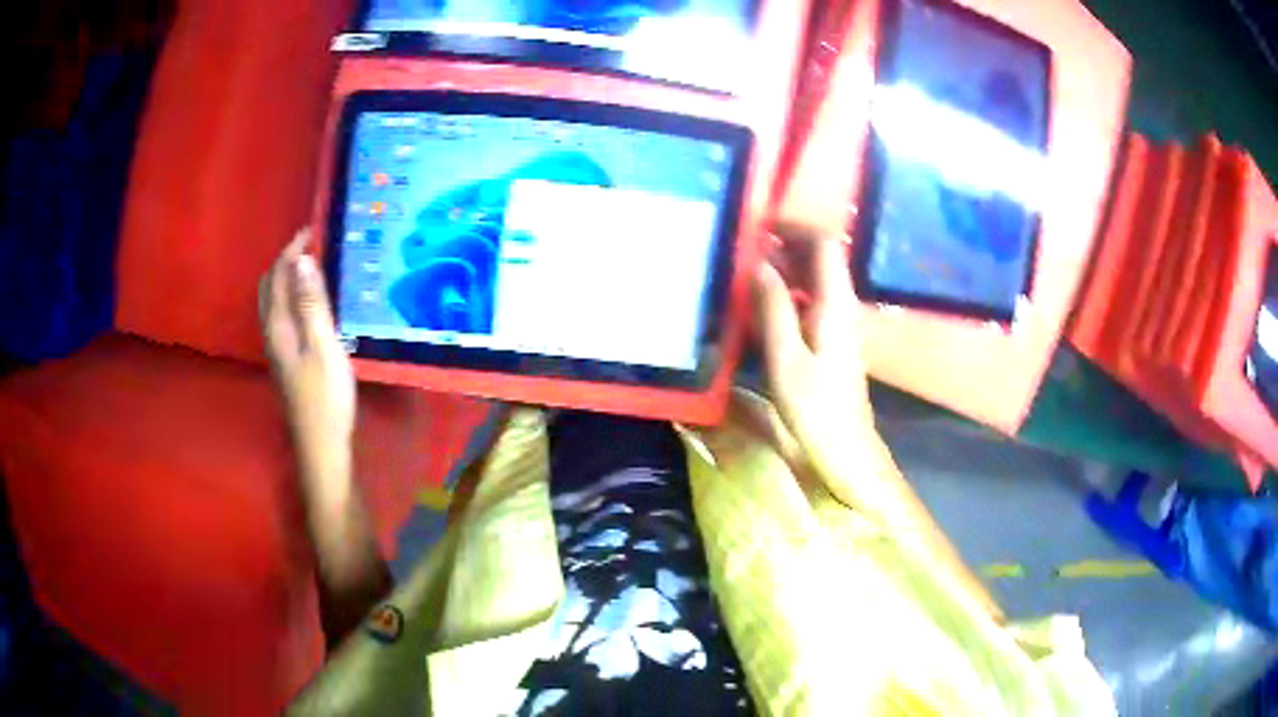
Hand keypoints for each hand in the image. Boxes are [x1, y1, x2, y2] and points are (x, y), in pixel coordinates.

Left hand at [259, 230, 355, 491]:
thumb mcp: (323, 346)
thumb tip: (302, 261)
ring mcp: (276, 347)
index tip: (312, 230)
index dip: (292, 250)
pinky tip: (308, 302)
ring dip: (286, 277)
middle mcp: (271, 332)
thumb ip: (311, 304)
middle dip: (285, 260)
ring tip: (309, 265)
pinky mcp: (285, 358)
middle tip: (310, 244)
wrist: (320, 444)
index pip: (279, 275)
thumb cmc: (326, 396)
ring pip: (273, 301)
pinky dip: (290, 296)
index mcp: (278, 326)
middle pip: (269, 286)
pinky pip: (281, 314)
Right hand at [753, 226, 874, 478]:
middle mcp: (841, 304)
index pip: (824, 244)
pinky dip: (786, 291)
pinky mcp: (831, 337)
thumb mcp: (786, 358)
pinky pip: (810, 299)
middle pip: (820, 257)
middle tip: (742, 247)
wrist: (844, 447)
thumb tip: (758, 263)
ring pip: (813, 277)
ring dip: (783, 267)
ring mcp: (838, 320)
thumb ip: (774, 307)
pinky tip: (760, 304)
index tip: (758, 227)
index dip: (794, 228)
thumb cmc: (815, 407)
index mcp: (835, 304)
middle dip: (784, 244)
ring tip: (744, 270)